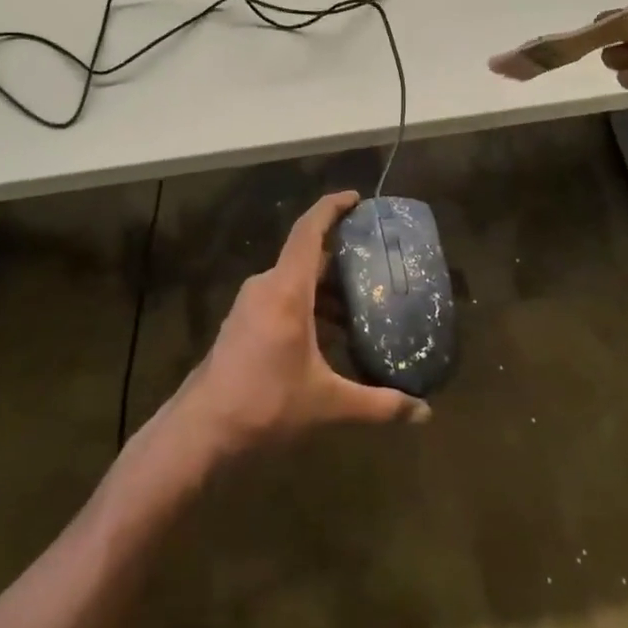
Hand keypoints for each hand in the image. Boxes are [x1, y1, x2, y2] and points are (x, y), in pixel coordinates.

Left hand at [174, 191, 429, 455]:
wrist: (203, 430)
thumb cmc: (266, 405)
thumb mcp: (328, 404)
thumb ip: (379, 405)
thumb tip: (424, 412)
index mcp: (286, 291)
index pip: (308, 232)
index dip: (331, 208)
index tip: (356, 197)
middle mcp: (266, 288)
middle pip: (305, 256)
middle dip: (340, 256)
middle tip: (377, 261)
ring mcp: (250, 305)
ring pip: (293, 281)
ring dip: (325, 287)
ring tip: (362, 303)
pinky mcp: (243, 324)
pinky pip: (281, 298)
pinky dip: (308, 305)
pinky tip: (330, 334)